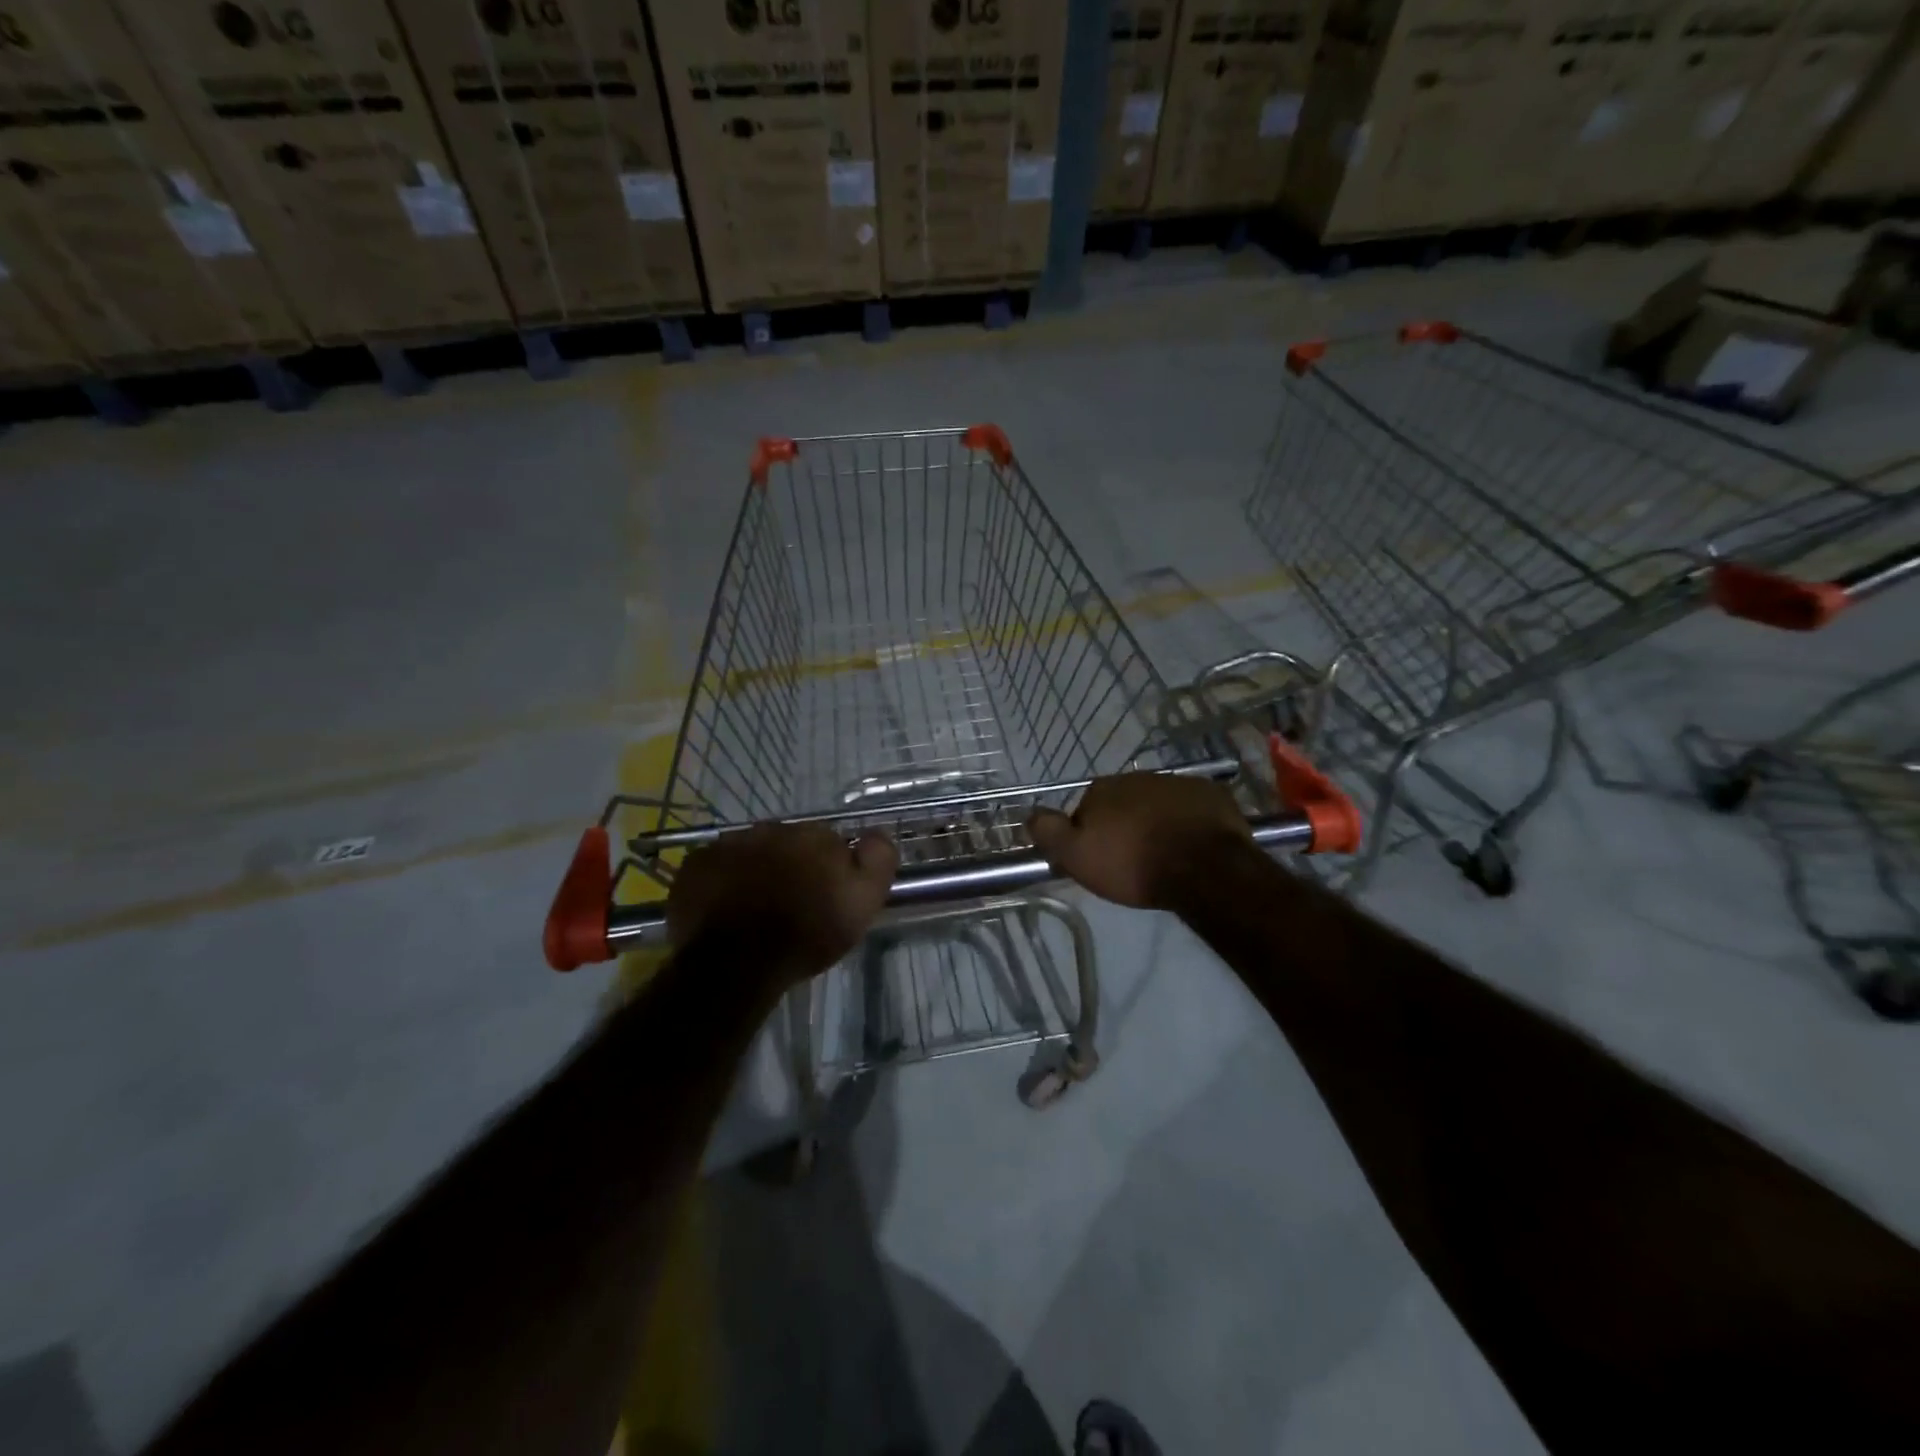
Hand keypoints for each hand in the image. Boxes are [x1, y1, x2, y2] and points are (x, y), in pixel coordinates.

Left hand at [667, 823, 898, 984]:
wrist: (737, 965)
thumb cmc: (806, 934)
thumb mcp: (862, 902)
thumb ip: (877, 859)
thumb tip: (878, 832)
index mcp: (812, 835)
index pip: (828, 841)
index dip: (828, 868)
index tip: (825, 895)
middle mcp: (770, 829)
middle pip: (786, 843)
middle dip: (789, 865)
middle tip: (789, 903)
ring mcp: (728, 844)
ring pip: (749, 852)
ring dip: (754, 870)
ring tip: (754, 908)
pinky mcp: (694, 865)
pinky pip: (714, 866)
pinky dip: (720, 881)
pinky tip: (724, 908)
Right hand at [1028, 773, 1251, 910]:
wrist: (1203, 868)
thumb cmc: (1134, 864)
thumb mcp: (1077, 856)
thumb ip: (1049, 832)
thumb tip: (1029, 814)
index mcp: (1102, 789)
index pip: (1085, 808)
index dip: (1090, 834)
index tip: (1099, 858)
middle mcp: (1137, 777)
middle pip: (1123, 803)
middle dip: (1124, 824)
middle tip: (1132, 859)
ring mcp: (1177, 782)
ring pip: (1157, 803)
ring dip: (1156, 821)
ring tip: (1164, 854)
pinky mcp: (1210, 794)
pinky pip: (1191, 807)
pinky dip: (1187, 820)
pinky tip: (1192, 843)